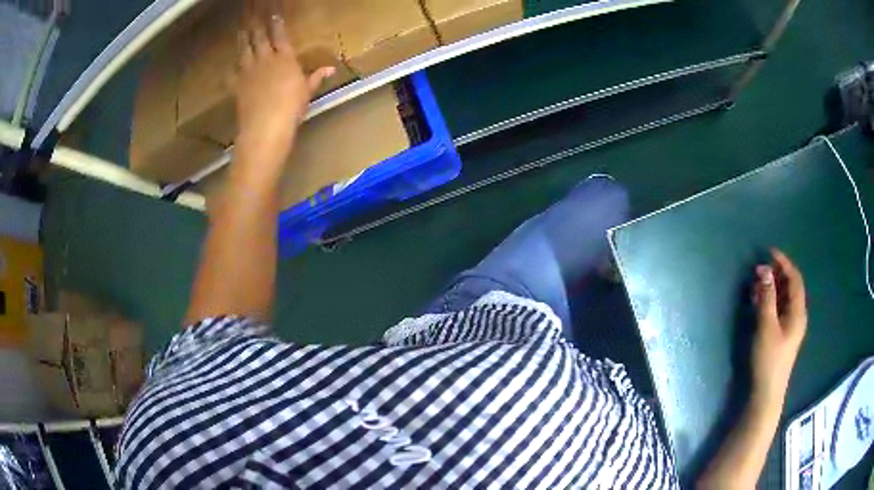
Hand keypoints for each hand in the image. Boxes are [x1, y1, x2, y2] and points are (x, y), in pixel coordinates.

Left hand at [235, 3, 334, 164]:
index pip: (280, 35)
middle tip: (251, 10)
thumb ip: (316, 77)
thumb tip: (331, 68)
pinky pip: (233, 72)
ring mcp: (249, 71)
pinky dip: (231, 67)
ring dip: (243, 37)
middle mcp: (265, 59)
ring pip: (245, 49)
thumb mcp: (307, 91)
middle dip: (256, 22)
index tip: (273, 12)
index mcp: (285, 58)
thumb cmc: (291, 107)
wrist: (265, 125)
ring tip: (241, 27)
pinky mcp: (238, 85)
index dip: (276, 22)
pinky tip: (229, 64)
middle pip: (259, 36)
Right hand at [750, 249, 807, 410]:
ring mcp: (790, 327)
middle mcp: (797, 316)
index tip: (769, 252)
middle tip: (760, 267)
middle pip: (790, 287)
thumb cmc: (769, 358)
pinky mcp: (782, 335)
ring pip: (784, 299)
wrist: (767, 392)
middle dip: (777, 274)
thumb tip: (764, 269)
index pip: (794, 279)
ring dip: (773, 287)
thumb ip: (766, 297)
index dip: (784, 263)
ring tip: (757, 282)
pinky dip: (771, 300)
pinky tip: (760, 301)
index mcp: (798, 311)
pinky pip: (779, 309)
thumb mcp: (766, 326)